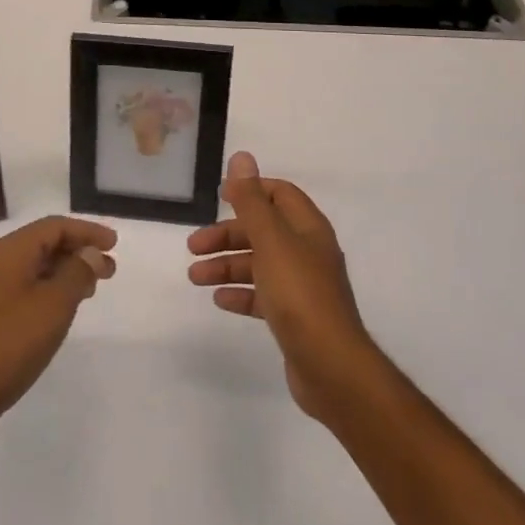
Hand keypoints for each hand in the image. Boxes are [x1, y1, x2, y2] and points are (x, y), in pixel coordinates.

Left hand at [0, 216, 116, 442]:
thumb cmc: (11, 343)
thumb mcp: (54, 305)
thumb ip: (77, 273)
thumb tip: (91, 254)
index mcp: (8, 251)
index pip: (54, 226)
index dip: (87, 231)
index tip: (114, 244)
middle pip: (42, 244)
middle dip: (78, 252)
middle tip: (109, 270)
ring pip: (32, 268)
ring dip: (64, 272)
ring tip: (91, 289)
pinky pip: (22, 288)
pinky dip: (47, 290)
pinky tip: (60, 309)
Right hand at [188, 152, 376, 418]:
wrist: (331, 367)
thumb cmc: (299, 293)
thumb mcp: (271, 240)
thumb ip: (252, 200)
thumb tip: (242, 157)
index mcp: (308, 228)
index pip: (279, 194)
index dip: (250, 190)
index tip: (219, 196)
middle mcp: (308, 252)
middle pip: (263, 230)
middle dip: (227, 235)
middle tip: (193, 246)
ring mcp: (303, 286)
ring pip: (259, 264)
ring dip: (226, 265)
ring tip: (195, 277)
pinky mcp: (295, 317)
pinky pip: (262, 295)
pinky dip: (240, 293)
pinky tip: (219, 299)